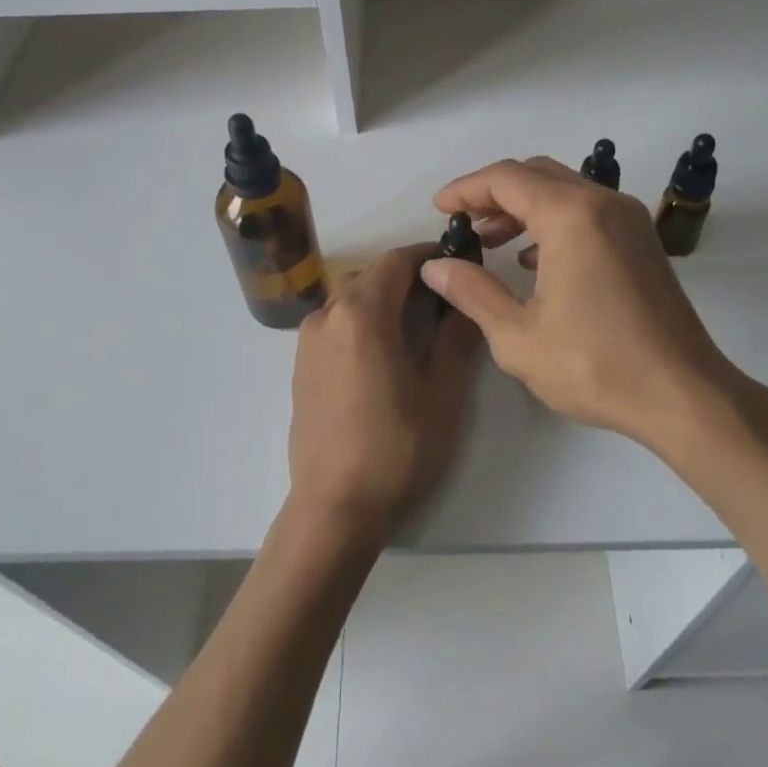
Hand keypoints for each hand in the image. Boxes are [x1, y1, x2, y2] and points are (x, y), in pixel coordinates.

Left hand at [288, 242, 482, 545]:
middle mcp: (327, 315)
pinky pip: (336, 325)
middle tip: (447, 301)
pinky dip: (363, 322)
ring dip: (385, 301)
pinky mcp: (300, 366)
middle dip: (409, 279)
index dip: (430, 256)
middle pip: (373, 277)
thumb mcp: (442, 393)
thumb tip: (467, 301)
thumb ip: (457, 337)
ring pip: (352, 300)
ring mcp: (307, 341)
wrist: (334, 510)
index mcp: (361, 313)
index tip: (458, 265)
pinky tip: (385, 354)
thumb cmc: (396, 449)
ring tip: (419, 328)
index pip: (397, 261)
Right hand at [420, 158, 767, 455]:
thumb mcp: (517, 336)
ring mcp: (629, 219)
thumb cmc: (596, 366)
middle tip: (463, 223)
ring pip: (564, 189)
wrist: (684, 395)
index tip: (439, 209)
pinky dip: (553, 219)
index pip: (506, 178)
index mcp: (571, 216)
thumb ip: (472, 292)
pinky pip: (587, 209)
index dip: (466, 189)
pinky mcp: (642, 240)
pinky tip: (533, 258)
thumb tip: (436, 266)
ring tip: (491, 239)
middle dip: (493, 193)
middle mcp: (603, 203)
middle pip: (536, 174)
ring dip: (523, 205)